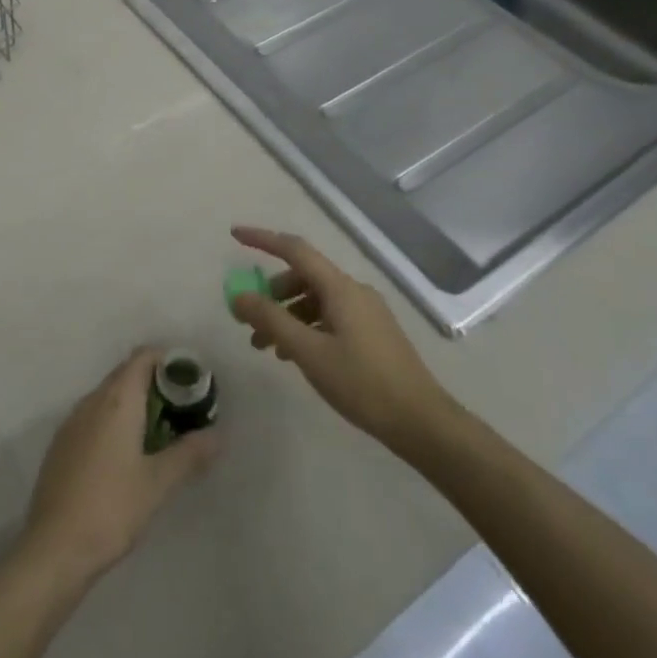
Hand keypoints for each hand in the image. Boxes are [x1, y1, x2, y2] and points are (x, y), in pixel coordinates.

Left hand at [22, 349, 220, 582]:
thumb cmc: (111, 508)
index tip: (192, 381)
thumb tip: (218, 434)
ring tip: (163, 433)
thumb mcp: (158, 483)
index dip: (168, 361)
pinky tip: (129, 454)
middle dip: (156, 384)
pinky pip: (94, 417)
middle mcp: (91, 401)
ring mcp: (72, 422)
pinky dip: (116, 422)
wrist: (54, 548)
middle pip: (126, 374)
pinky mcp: (62, 445)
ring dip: (136, 404)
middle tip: (185, 410)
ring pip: (109, 397)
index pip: (142, 357)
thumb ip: (189, 454)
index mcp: (116, 400)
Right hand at [228, 225, 458, 457]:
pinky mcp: (372, 333)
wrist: (421, 422)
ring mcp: (366, 312)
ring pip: (315, 300)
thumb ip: (271, 319)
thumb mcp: (308, 351)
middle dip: (271, 293)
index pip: (294, 249)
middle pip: (303, 276)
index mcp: (340, 288)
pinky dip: (306, 327)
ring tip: (267, 348)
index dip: (262, 239)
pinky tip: (295, 355)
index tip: (234, 235)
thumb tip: (238, 295)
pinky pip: (329, 317)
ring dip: (286, 315)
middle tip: (248, 320)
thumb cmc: (362, 383)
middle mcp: (354, 291)